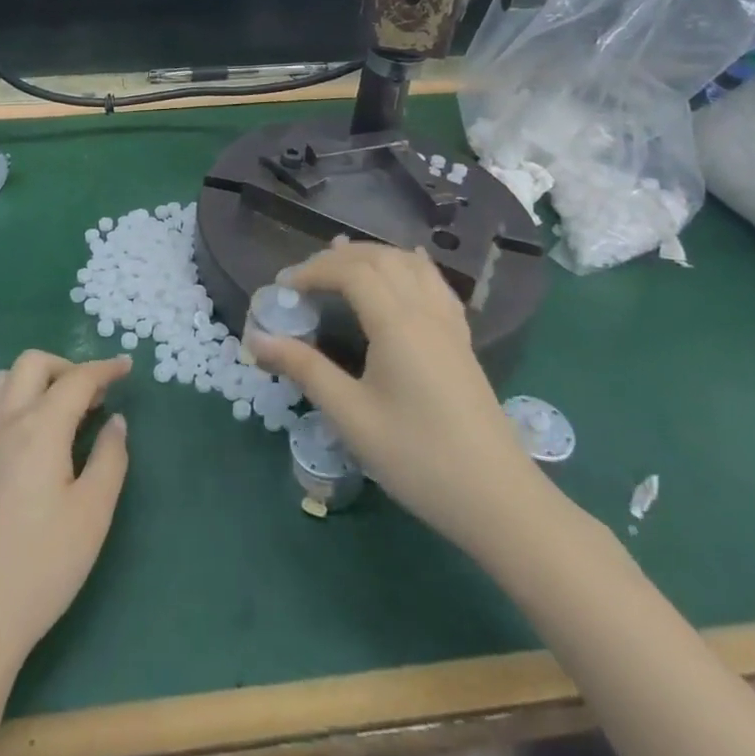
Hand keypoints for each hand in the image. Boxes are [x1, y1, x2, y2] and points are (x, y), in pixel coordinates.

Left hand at [0, 351, 131, 664]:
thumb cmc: (40, 568)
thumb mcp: (92, 515)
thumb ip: (110, 458)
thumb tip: (115, 422)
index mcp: (39, 427)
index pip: (76, 380)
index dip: (104, 369)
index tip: (127, 366)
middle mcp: (4, 420)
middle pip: (33, 364)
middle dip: (67, 367)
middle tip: (94, 396)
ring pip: (5, 379)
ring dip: (37, 379)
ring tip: (63, 411)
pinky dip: (17, 399)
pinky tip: (33, 438)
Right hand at [246, 241, 542, 551]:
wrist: (498, 500)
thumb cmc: (418, 458)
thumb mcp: (352, 417)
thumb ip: (305, 370)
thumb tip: (256, 339)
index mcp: (397, 323)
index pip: (351, 272)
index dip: (312, 271)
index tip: (282, 289)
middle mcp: (424, 310)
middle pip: (379, 258)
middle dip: (336, 259)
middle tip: (303, 279)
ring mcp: (448, 324)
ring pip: (409, 264)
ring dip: (372, 255)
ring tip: (343, 260)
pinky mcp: (462, 341)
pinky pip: (435, 283)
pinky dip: (410, 265)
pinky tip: (406, 265)